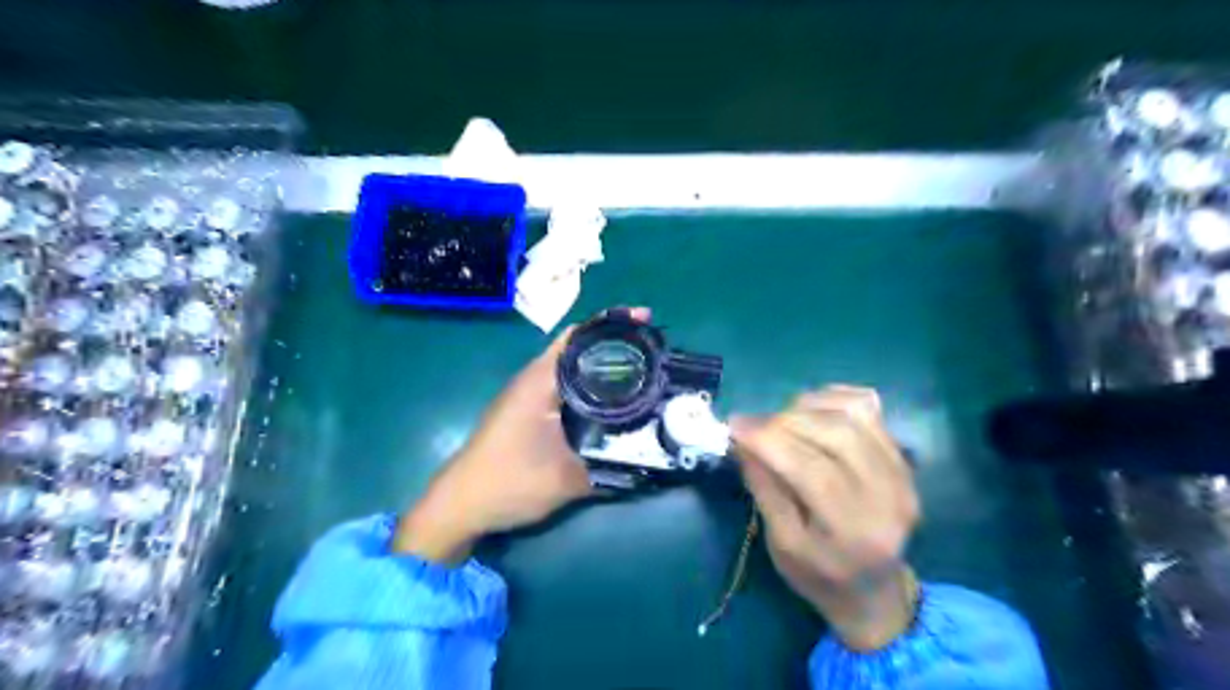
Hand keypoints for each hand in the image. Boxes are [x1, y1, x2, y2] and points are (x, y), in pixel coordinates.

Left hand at [401, 308, 651, 565]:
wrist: (461, 504)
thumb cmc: (510, 483)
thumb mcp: (566, 480)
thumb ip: (609, 470)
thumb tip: (648, 461)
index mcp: (541, 381)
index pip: (580, 335)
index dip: (613, 323)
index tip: (645, 321)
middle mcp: (533, 378)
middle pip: (578, 345)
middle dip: (614, 341)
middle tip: (650, 349)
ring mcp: (527, 393)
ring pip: (571, 364)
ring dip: (601, 362)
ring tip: (638, 368)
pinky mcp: (525, 408)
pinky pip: (564, 382)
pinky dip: (589, 381)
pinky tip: (610, 398)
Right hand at [728, 386, 921, 648]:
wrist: (873, 588)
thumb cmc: (819, 573)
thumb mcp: (781, 544)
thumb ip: (765, 490)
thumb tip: (744, 440)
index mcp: (856, 532)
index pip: (812, 470)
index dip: (770, 440)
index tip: (734, 426)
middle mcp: (888, 496)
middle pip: (836, 434)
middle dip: (784, 420)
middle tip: (752, 425)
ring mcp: (902, 472)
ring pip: (852, 414)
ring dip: (806, 407)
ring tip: (779, 421)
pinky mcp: (901, 456)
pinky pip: (867, 408)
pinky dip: (832, 398)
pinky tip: (809, 410)